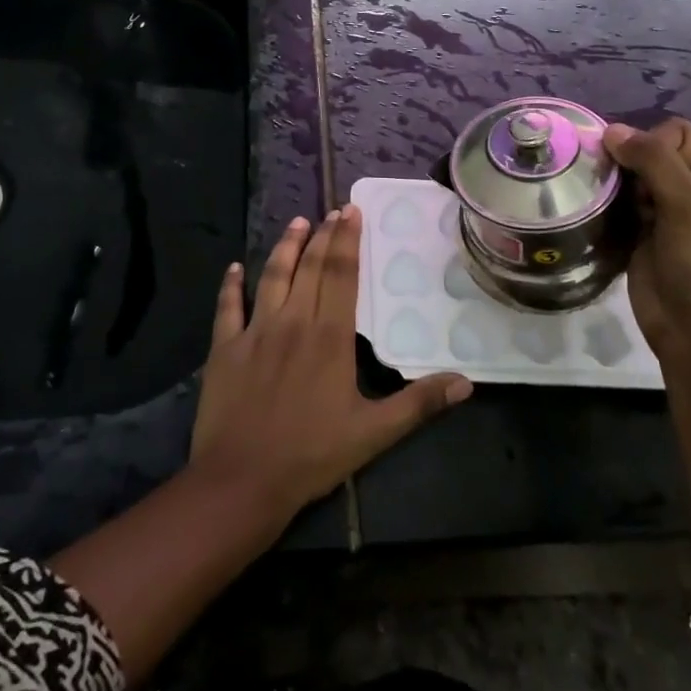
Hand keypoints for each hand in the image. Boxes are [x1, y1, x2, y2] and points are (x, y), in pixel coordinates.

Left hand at [190, 207, 471, 518]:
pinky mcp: (224, 347)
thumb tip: (466, 382)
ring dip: (285, 247)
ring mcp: (255, 332)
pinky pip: (227, 307)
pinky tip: (234, 268)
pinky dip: (231, 285)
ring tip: (297, 223)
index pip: (341, 276)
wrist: (242, 480)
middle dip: (323, 236)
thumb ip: (418, 403)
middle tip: (333, 210)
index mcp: (329, 337)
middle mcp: (292, 322)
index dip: (347, 242)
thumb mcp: (374, 434)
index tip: (352, 212)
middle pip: (310, 268)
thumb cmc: (311, 455)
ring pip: (272, 277)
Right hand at [602, 118, 690, 368]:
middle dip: (629, 163)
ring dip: (616, 184)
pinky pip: (622, 202)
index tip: (636, 171)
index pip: (678, 133)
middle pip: (653, 152)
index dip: (652, 145)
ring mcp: (671, 211)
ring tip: (604, 198)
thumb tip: (611, 129)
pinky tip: (600, 210)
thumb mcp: (688, 205)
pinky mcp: (646, 231)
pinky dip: (609, 203)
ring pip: (632, 177)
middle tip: (614, 184)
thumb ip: (652, 160)